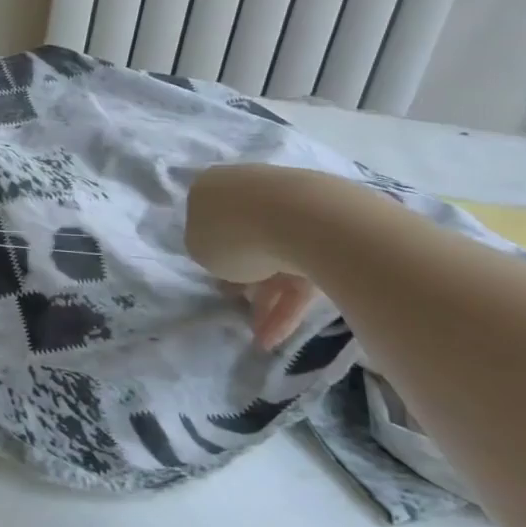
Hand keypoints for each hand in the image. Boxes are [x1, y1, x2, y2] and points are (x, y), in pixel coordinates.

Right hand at [185, 164, 316, 350]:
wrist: (306, 221)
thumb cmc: (234, 231)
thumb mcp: (198, 248)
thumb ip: (205, 252)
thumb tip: (225, 257)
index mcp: (214, 187)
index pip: (206, 219)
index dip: (208, 251)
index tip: (211, 275)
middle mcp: (253, 192)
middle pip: (243, 239)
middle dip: (241, 278)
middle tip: (236, 306)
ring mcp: (293, 210)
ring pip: (274, 260)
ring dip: (266, 301)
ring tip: (261, 339)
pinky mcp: (327, 235)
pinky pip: (301, 274)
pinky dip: (289, 306)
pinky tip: (278, 337)